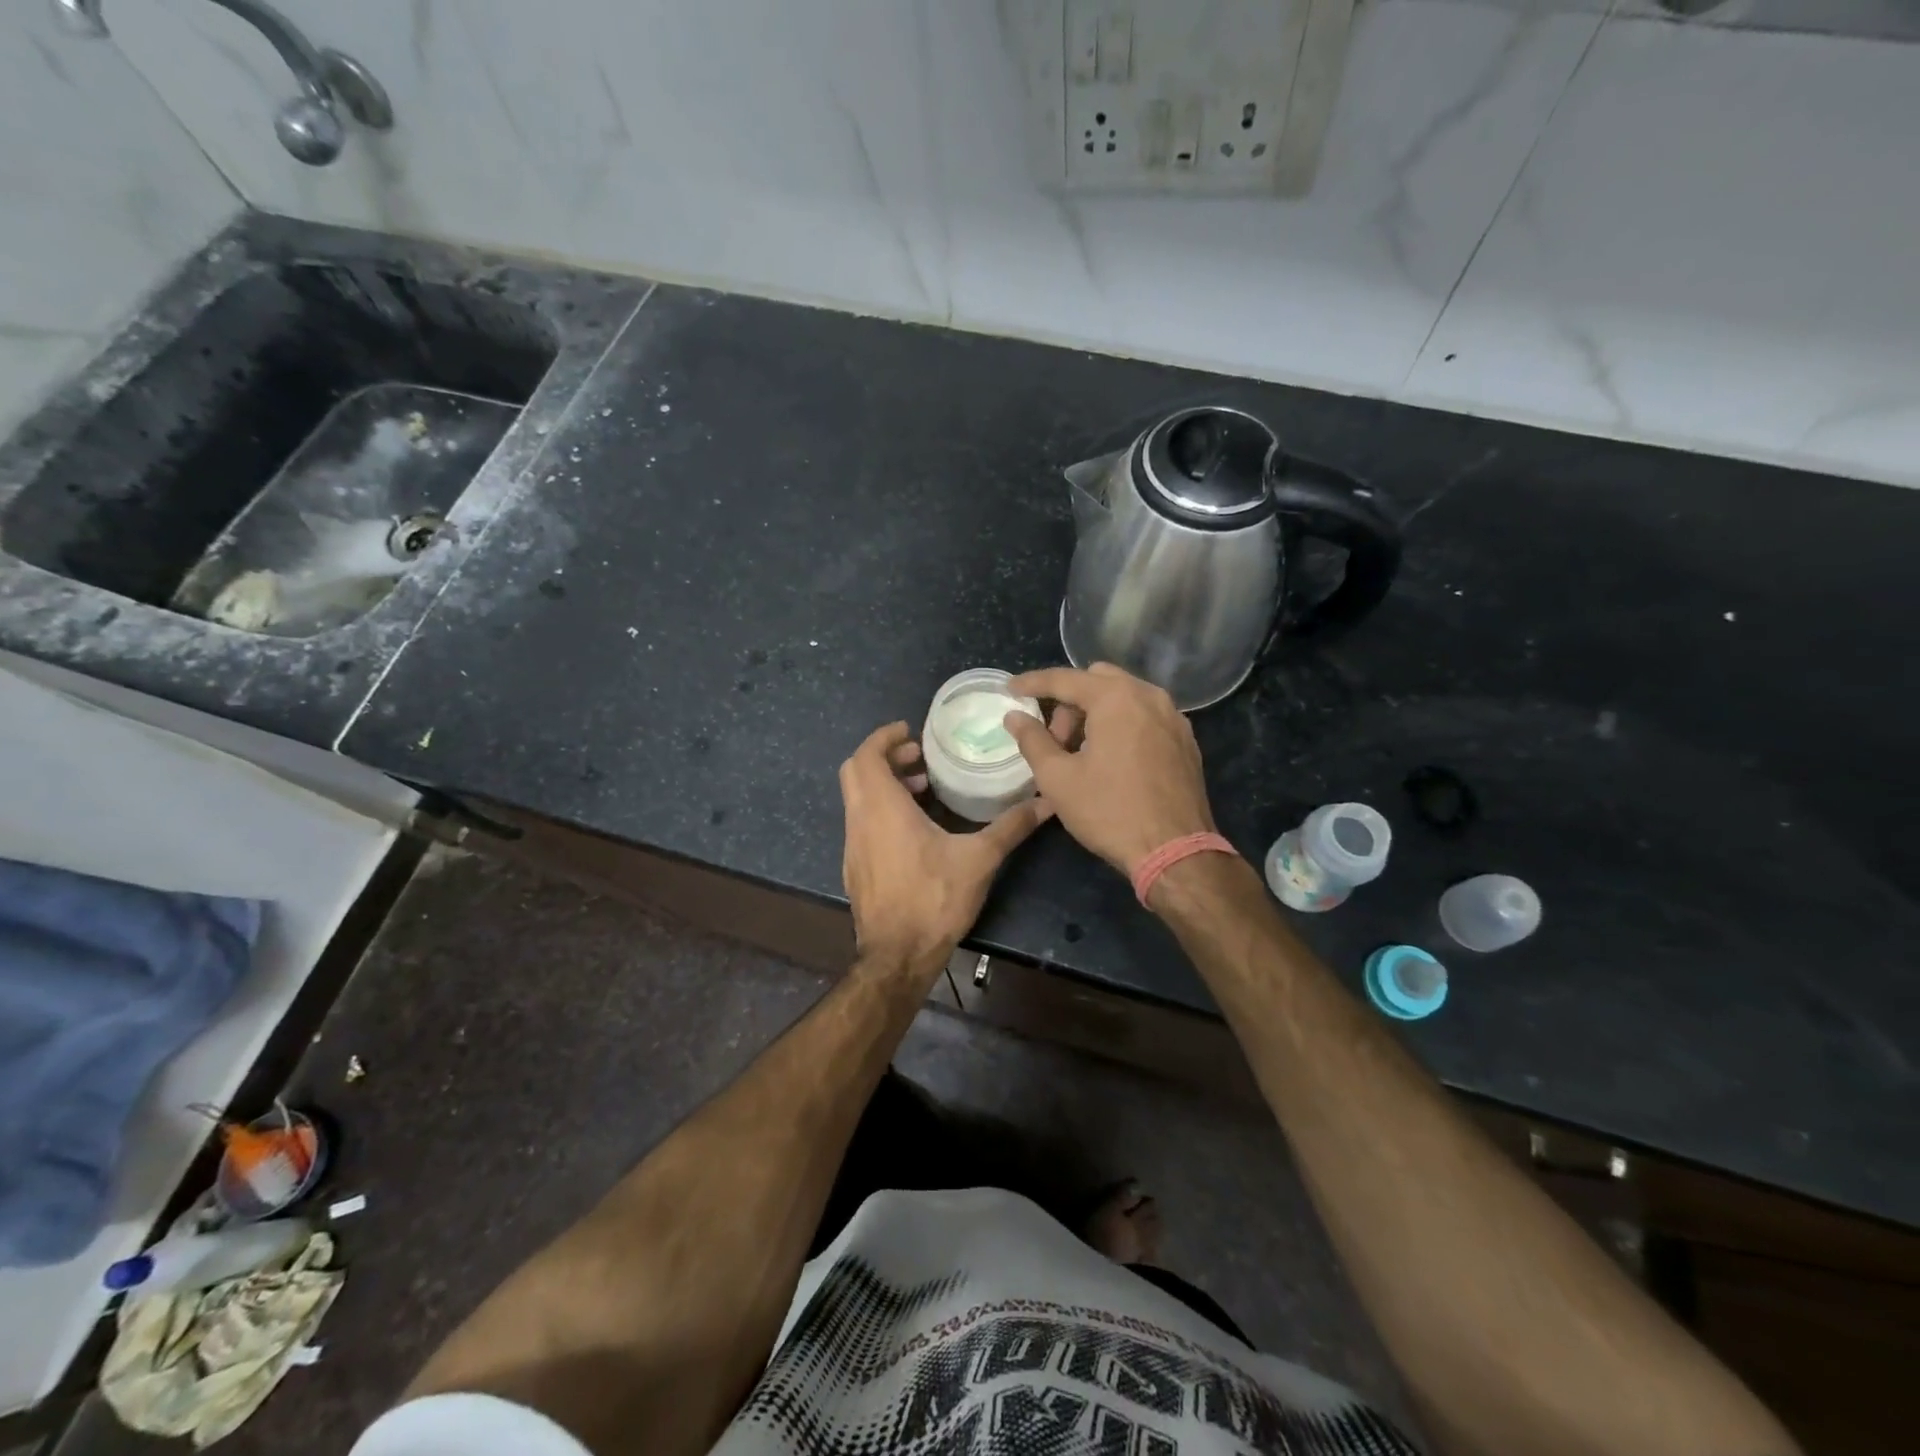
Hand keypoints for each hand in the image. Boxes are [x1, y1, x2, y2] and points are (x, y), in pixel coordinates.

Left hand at [839, 722, 1050, 979]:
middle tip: (919, 757)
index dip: (884, 737)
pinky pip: (861, 822)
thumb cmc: (933, 899)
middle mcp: (859, 820)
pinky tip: (913, 829)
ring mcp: (852, 846)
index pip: (866, 755)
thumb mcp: (978, 859)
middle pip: (856, 771)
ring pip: (857, 798)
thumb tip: (1047, 801)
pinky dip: (880, 809)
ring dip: (883, 784)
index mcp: (882, 808)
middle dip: (884, 756)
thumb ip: (1011, 826)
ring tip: (922, 789)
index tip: (911, 731)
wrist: (896, 956)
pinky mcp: (854, 867)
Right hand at [1003, 664, 1215, 877]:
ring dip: (1096, 712)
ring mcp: (1173, 716)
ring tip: (1080, 752)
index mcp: (1116, 698)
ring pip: (1124, 697)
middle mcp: (1149, 696)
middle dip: (1069, 701)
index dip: (1032, 683)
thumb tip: (1014, 716)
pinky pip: (1145, 716)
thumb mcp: (1058, 778)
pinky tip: (1110, 759)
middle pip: (1097, 680)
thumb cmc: (1109, 812)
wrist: (1176, 851)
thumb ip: (1032, 740)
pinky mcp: (1185, 740)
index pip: (1065, 679)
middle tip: (1053, 738)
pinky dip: (1121, 724)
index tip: (1010, 689)